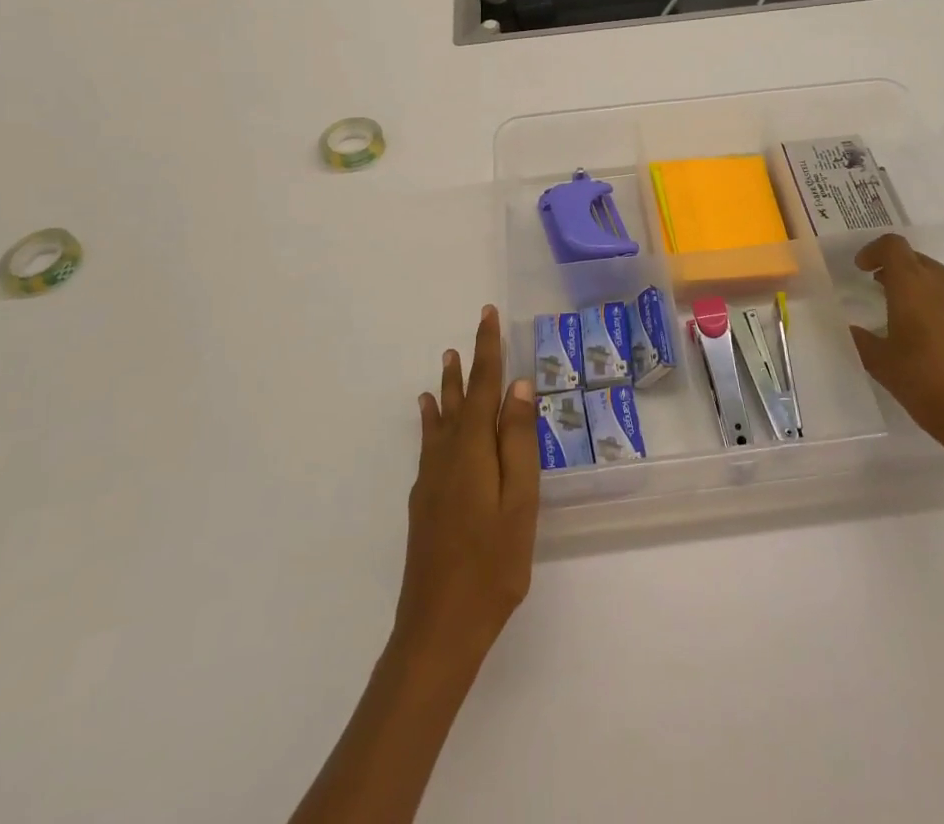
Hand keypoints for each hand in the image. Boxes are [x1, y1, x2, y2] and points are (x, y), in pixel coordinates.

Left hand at [394, 305, 539, 674]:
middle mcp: (447, 454)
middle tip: (471, 330)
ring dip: (448, 387)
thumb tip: (519, 386)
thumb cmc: (492, 565)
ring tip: (446, 361)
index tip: (487, 315)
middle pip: (460, 397)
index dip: (487, 349)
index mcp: (473, 450)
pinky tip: (430, 417)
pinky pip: (429, 443)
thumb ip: (518, 442)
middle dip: (469, 362)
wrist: (438, 628)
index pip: (484, 386)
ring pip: (441, 418)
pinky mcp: (424, 501)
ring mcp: (430, 478)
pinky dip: (431, 420)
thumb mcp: (519, 502)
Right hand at [849, 235, 943, 459]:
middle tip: (878, 287)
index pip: (892, 246)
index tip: (861, 268)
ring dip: (920, 285)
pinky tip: (934, 335)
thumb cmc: (926, 383)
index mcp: (913, 284)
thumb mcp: (881, 363)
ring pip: (940, 278)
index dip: (873, 251)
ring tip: (906, 310)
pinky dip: (941, 304)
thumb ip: (862, 339)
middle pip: (917, 259)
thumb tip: (851, 328)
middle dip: (895, 268)